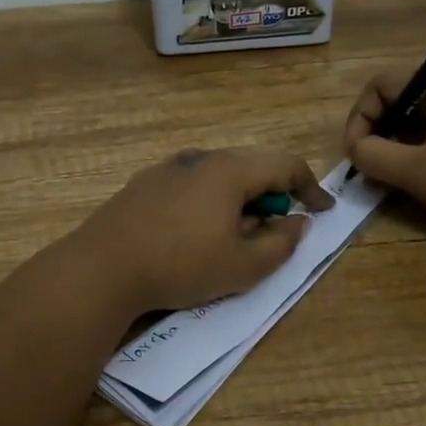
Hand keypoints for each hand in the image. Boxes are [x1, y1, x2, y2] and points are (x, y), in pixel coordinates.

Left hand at [71, 147, 333, 315]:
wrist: (101, 268)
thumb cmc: (181, 266)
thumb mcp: (244, 267)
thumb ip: (281, 243)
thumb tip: (297, 221)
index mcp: (229, 170)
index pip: (285, 165)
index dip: (311, 187)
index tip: (323, 211)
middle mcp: (200, 158)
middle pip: (251, 166)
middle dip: (272, 195)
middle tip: (277, 228)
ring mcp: (167, 168)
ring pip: (218, 175)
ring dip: (238, 199)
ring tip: (233, 236)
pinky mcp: (143, 184)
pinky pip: (190, 185)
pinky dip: (208, 202)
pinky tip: (193, 234)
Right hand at [343, 69, 425, 243]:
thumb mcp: (419, 171)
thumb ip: (375, 157)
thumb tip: (354, 151)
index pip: (382, 85)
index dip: (360, 117)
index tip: (356, 154)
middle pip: (397, 102)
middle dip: (376, 135)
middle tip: (368, 170)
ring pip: (415, 124)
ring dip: (394, 149)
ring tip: (385, 181)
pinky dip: (416, 157)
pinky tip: (412, 184)